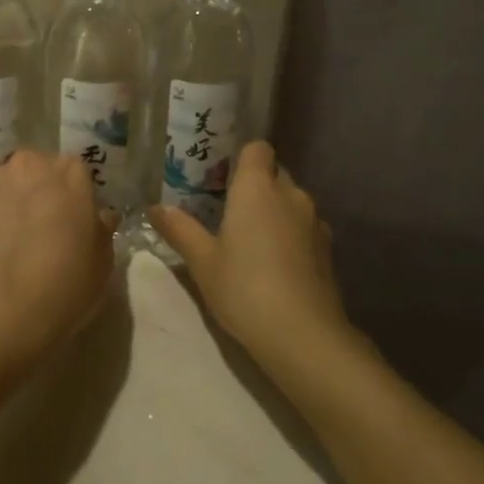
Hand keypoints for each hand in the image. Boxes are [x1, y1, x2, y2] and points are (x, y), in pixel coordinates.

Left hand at [0, 150, 118, 378]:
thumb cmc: (63, 287)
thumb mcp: (102, 262)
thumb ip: (101, 228)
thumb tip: (99, 216)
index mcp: (68, 173)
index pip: (75, 171)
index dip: (73, 195)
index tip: (72, 220)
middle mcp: (26, 165)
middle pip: (34, 169)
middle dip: (37, 190)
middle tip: (39, 227)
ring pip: (1, 184)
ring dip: (5, 201)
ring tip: (6, 240)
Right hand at [147, 142, 348, 371]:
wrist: (303, 335)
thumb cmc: (244, 288)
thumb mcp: (202, 261)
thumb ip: (179, 229)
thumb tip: (155, 207)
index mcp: (257, 188)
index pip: (257, 148)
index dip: (242, 158)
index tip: (222, 177)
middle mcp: (290, 194)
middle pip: (275, 174)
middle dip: (255, 186)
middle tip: (227, 212)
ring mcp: (315, 221)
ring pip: (292, 202)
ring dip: (275, 213)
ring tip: (251, 241)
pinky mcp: (328, 249)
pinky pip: (305, 228)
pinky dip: (291, 236)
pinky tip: (275, 265)